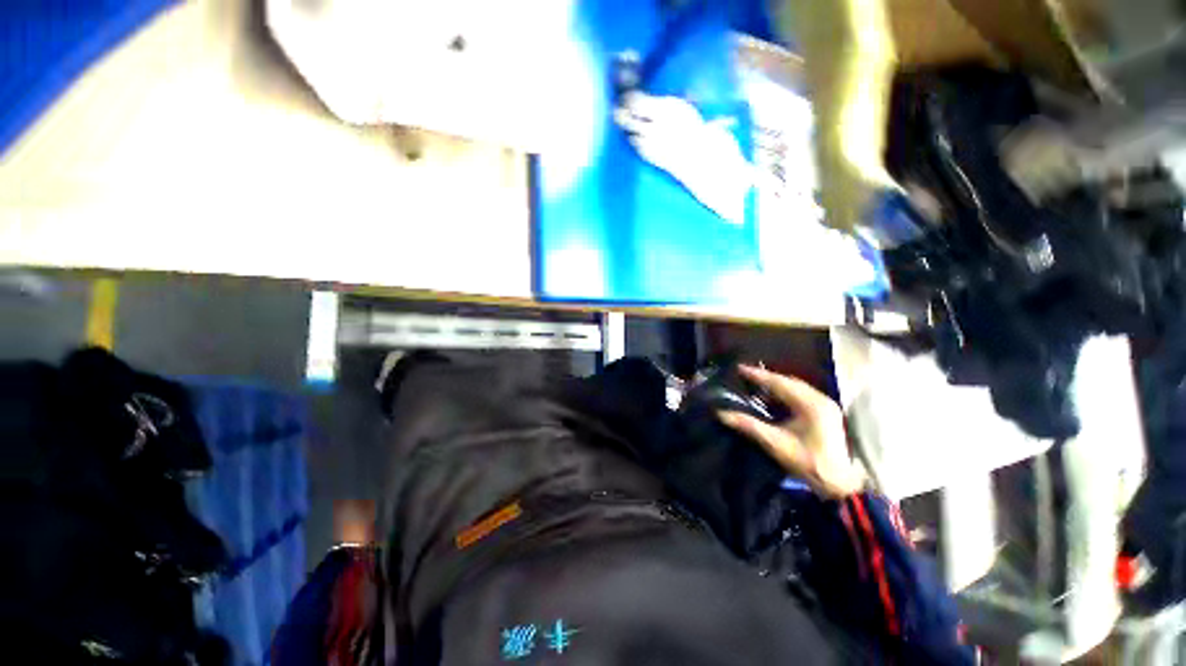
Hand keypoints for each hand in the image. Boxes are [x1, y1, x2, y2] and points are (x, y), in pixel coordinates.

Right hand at [717, 365, 864, 498]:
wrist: (841, 483)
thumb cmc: (808, 462)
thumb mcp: (775, 443)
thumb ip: (748, 425)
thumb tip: (722, 414)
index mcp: (809, 403)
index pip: (778, 382)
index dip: (757, 375)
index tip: (739, 368)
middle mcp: (819, 398)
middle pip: (788, 381)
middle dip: (766, 377)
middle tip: (745, 374)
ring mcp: (825, 405)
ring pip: (795, 387)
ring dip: (776, 384)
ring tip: (756, 383)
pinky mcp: (826, 412)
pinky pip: (801, 394)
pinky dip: (785, 393)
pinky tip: (774, 397)